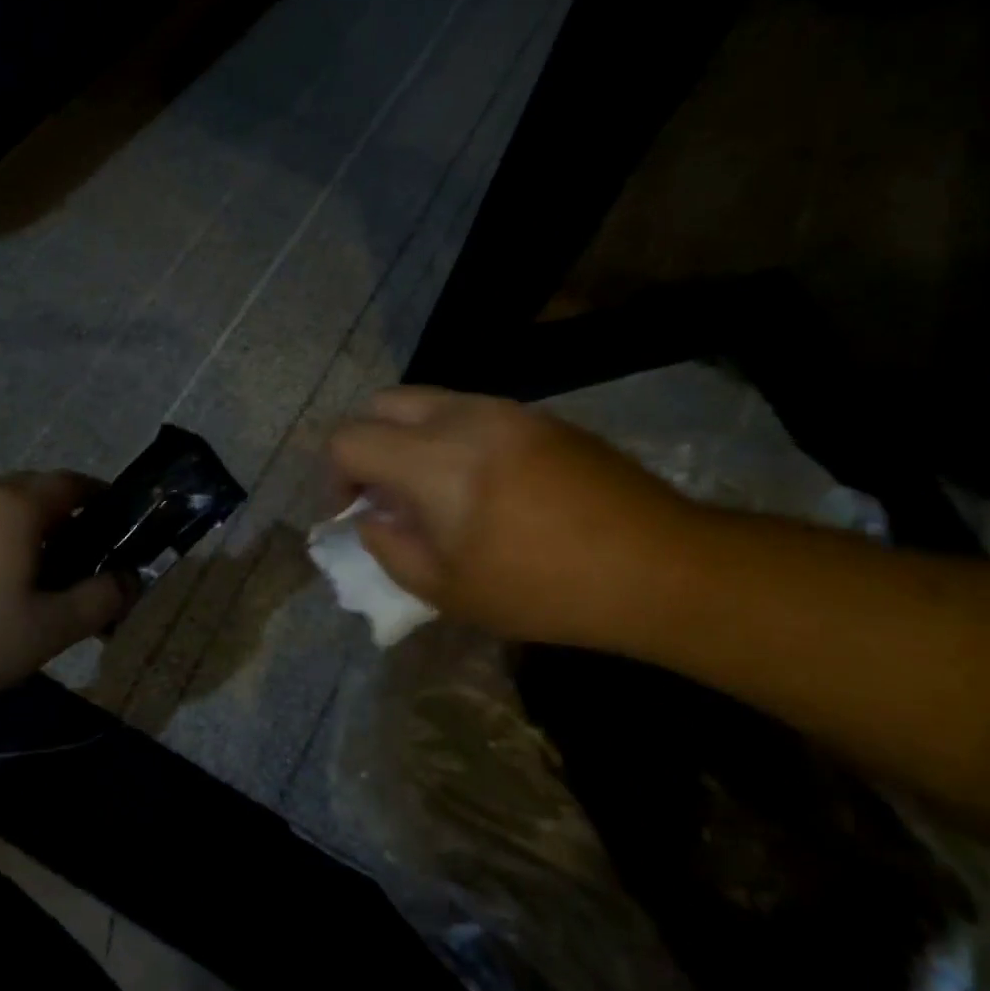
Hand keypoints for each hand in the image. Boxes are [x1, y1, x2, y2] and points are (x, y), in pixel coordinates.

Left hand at [0, 473, 130, 711]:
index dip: (104, 499)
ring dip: (32, 530)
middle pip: (38, 491)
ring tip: (43, 576)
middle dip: (69, 517)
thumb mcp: (49, 629)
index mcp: (16, 506)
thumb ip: (100, 600)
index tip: (122, 527)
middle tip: (87, 559)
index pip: (73, 482)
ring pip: (3, 508)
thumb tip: (132, 580)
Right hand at [326, 387, 705, 649]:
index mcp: (433, 460)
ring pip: (430, 401)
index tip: (353, 511)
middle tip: (384, 492)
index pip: (349, 438)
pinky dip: (451, 437)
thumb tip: (370, 516)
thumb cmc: (543, 589)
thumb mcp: (447, 589)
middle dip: (367, 444)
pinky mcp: (540, 416)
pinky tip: (482, 484)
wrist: (655, 565)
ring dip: (410, 437)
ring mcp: (507, 409)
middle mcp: (464, 416)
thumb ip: (389, 547)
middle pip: (383, 402)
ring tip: (433, 490)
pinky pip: (473, 411)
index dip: (334, 476)